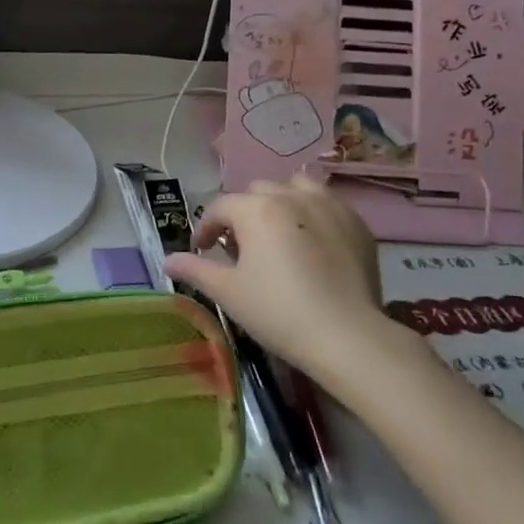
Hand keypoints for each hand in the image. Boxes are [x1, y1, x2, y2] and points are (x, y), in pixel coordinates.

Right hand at [164, 176, 418, 401]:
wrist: (347, 336)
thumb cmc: (277, 311)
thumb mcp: (228, 292)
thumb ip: (195, 269)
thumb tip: (167, 260)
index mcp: (257, 209)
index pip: (220, 208)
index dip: (205, 229)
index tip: (202, 251)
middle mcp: (292, 196)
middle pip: (257, 192)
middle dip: (243, 214)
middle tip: (241, 247)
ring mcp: (329, 205)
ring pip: (295, 188)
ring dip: (280, 203)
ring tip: (278, 233)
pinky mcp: (357, 223)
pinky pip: (327, 203)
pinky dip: (312, 213)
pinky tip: (311, 243)